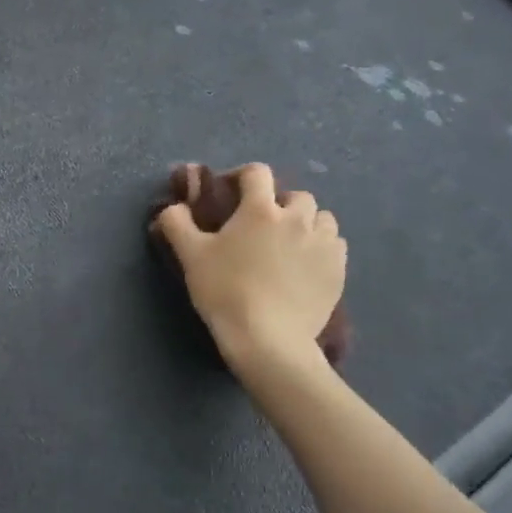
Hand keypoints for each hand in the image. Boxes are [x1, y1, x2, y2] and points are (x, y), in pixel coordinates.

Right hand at [151, 162, 347, 367]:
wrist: (268, 339)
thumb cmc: (225, 292)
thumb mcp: (191, 256)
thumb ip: (177, 223)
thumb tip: (173, 206)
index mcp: (261, 209)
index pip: (257, 173)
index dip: (242, 177)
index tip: (231, 194)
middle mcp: (298, 218)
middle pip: (296, 196)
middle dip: (280, 205)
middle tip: (262, 227)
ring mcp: (323, 244)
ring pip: (322, 219)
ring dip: (306, 224)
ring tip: (289, 245)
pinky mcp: (338, 270)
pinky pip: (335, 246)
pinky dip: (322, 248)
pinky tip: (306, 266)